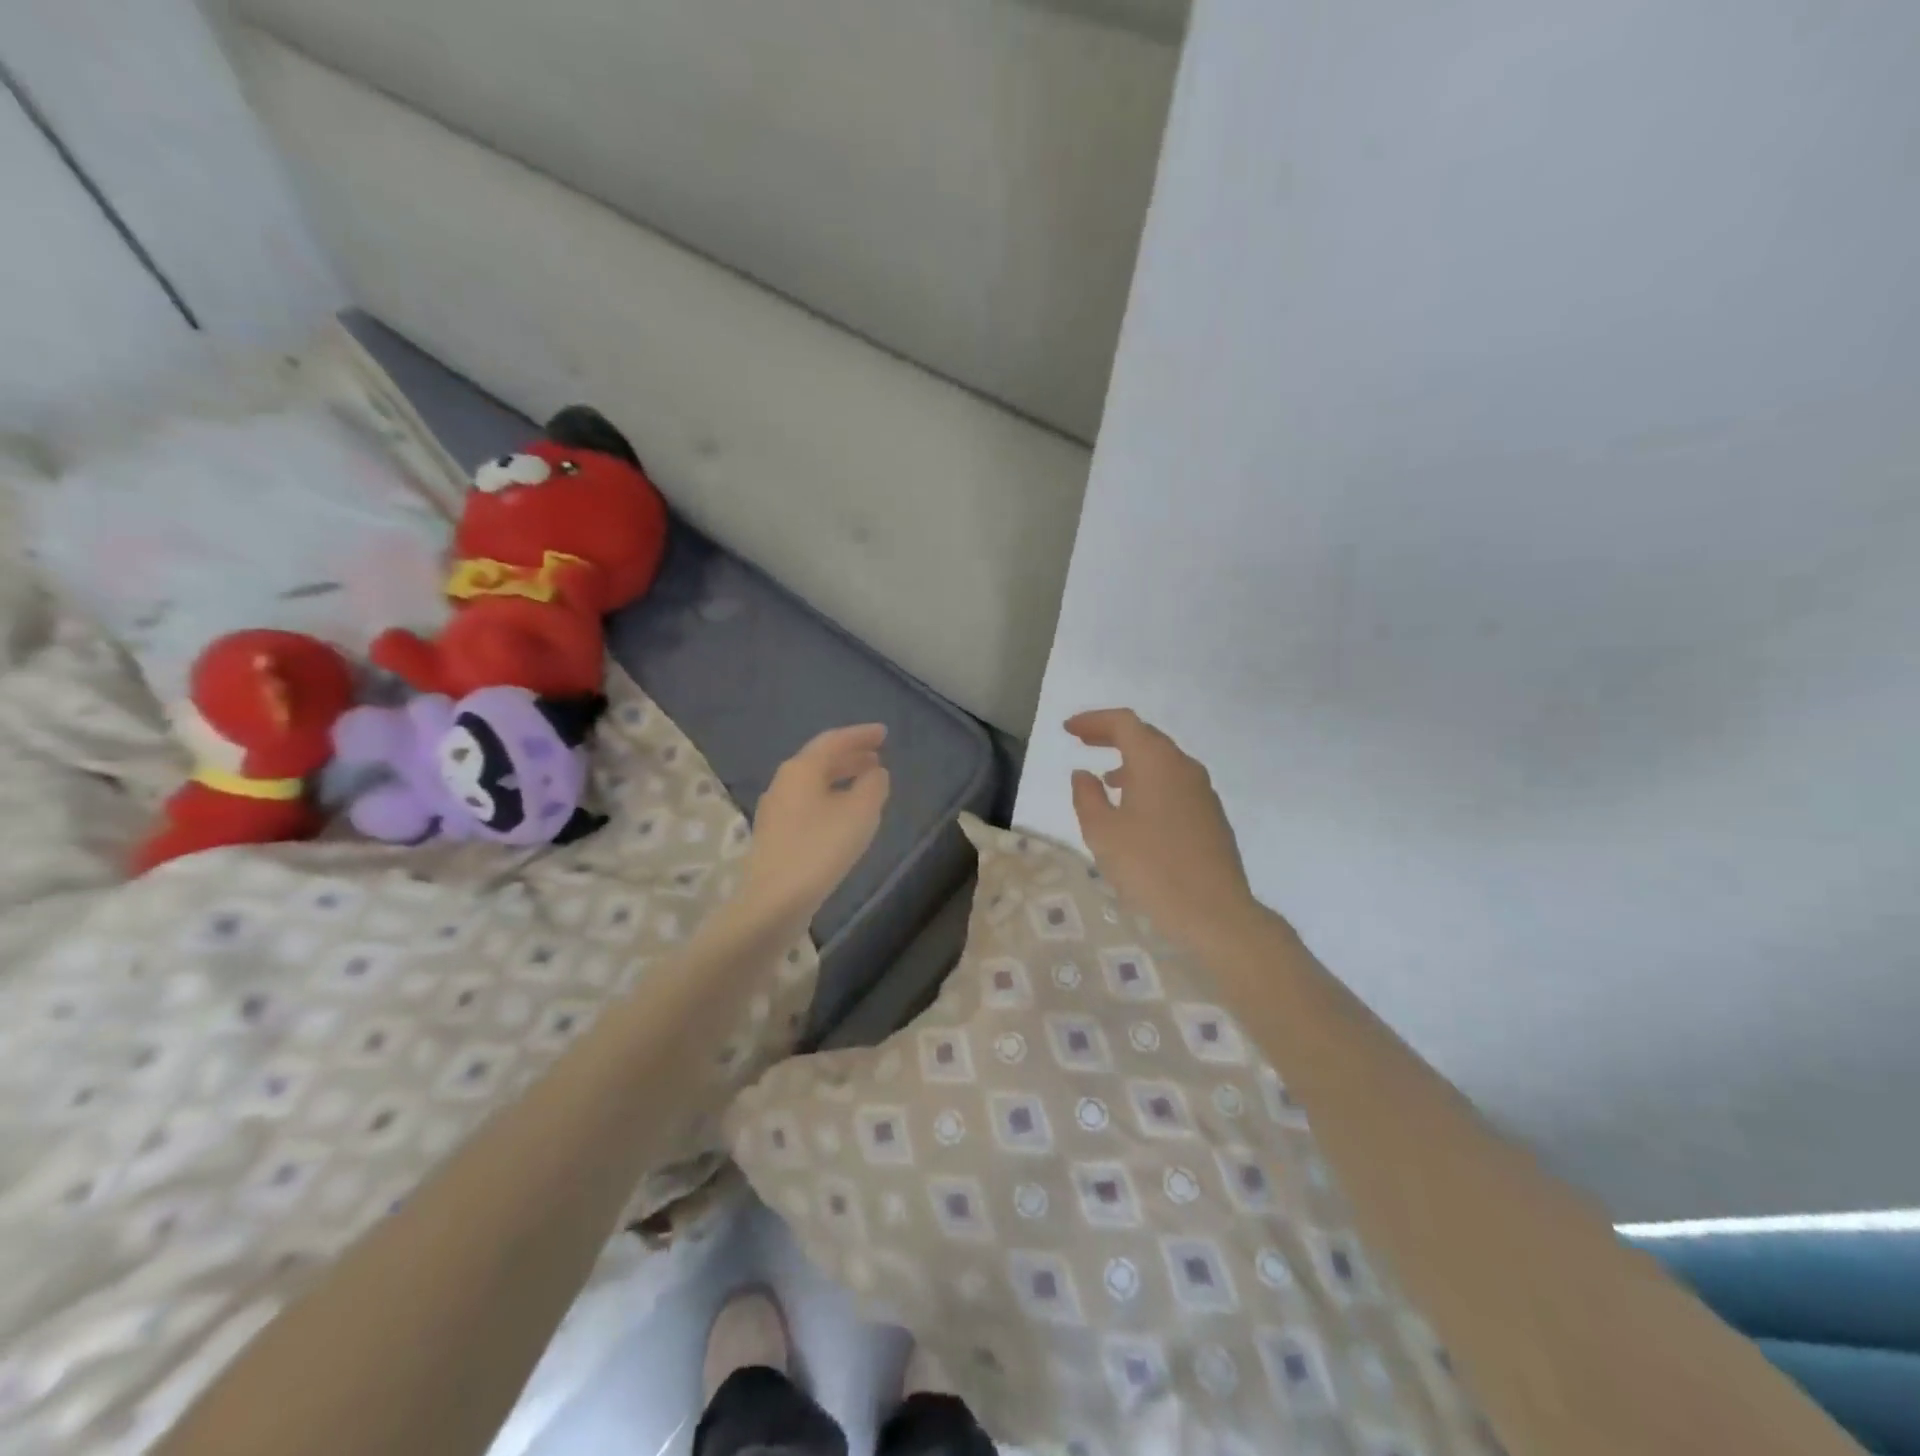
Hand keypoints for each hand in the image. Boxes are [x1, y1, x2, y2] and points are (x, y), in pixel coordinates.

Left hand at [741, 723, 889, 922]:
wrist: (774, 901)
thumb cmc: (820, 849)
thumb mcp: (860, 813)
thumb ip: (873, 785)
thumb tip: (875, 773)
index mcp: (801, 769)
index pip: (833, 741)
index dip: (860, 735)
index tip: (883, 733)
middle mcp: (783, 783)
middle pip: (820, 760)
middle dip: (850, 756)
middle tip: (877, 756)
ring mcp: (775, 810)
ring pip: (813, 783)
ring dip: (840, 777)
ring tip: (865, 782)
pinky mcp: (775, 835)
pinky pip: (807, 803)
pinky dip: (830, 798)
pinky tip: (843, 814)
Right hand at [1066, 709, 1259, 948]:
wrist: (1215, 913)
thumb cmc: (1150, 868)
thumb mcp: (1103, 833)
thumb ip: (1087, 796)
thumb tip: (1084, 774)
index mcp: (1156, 762)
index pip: (1124, 723)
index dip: (1093, 721)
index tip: (1068, 729)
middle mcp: (1184, 767)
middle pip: (1146, 736)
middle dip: (1112, 736)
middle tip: (1084, 741)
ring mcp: (1203, 791)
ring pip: (1163, 762)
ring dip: (1132, 761)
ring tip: (1107, 780)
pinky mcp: (1212, 816)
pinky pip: (1175, 784)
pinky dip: (1150, 782)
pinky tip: (1137, 810)